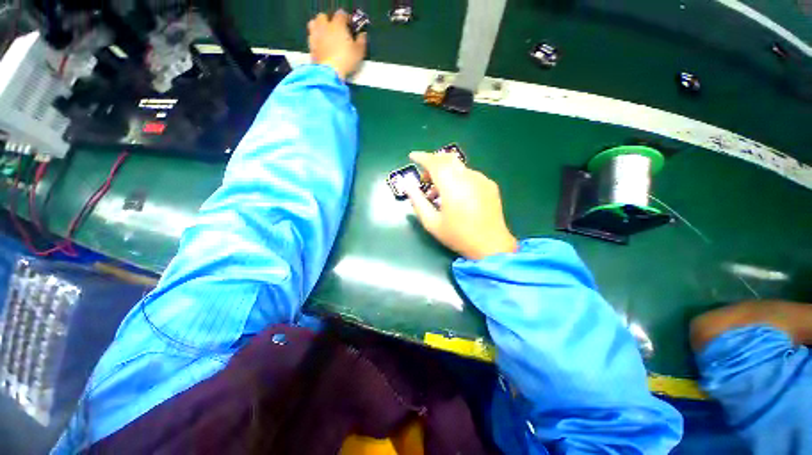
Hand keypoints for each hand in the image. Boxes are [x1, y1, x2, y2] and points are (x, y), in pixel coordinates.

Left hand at [308, 10, 366, 79]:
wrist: (329, 72)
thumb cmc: (346, 61)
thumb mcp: (358, 53)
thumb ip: (361, 42)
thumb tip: (362, 35)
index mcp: (337, 25)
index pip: (341, 14)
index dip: (346, 18)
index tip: (350, 25)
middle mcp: (324, 26)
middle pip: (324, 16)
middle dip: (329, 20)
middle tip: (336, 29)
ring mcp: (315, 35)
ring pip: (314, 23)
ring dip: (319, 26)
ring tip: (325, 34)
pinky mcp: (310, 45)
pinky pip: (311, 36)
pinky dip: (316, 37)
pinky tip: (321, 44)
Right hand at [405, 152, 517, 259]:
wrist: (491, 245)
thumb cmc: (457, 235)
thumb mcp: (431, 222)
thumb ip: (417, 200)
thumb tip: (407, 183)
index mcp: (452, 186)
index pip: (434, 162)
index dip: (422, 157)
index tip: (412, 156)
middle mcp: (468, 177)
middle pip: (447, 159)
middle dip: (433, 163)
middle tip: (425, 179)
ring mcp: (481, 179)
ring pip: (458, 167)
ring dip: (445, 173)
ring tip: (439, 194)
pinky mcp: (489, 184)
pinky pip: (469, 174)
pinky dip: (457, 178)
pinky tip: (456, 196)